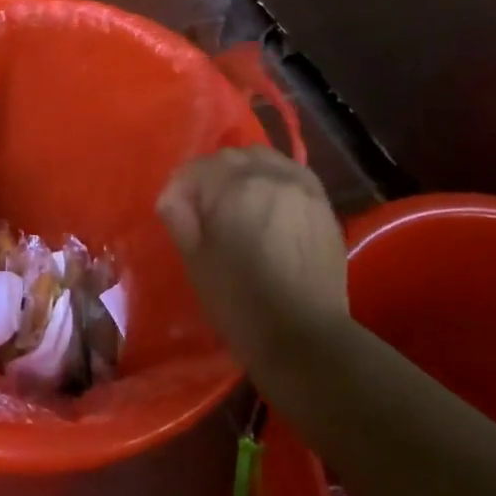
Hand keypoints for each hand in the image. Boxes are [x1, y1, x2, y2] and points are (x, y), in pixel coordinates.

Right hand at [157, 147, 349, 359]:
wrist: (305, 338)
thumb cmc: (240, 304)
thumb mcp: (196, 262)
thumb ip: (180, 218)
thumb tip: (173, 197)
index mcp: (235, 187)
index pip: (195, 169)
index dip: (179, 189)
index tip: (174, 212)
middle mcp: (271, 175)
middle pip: (230, 157)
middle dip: (211, 177)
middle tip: (203, 209)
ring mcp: (302, 186)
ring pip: (263, 158)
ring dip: (244, 172)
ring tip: (237, 203)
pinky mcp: (322, 203)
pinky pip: (290, 173)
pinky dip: (273, 180)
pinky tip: (267, 205)